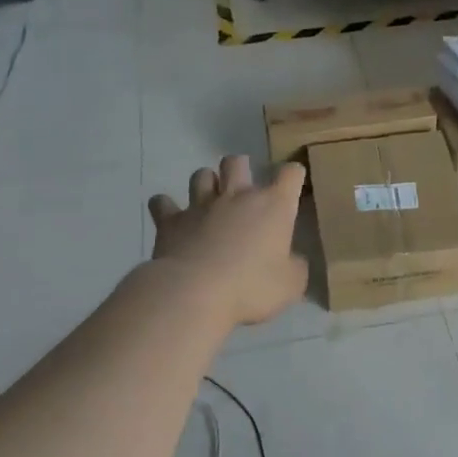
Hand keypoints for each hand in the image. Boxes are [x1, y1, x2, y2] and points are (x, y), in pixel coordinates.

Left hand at [149, 156, 307, 325]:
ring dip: (206, 183)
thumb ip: (295, 267)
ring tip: (209, 199)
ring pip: (201, 175)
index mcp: (273, 206)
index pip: (290, 175)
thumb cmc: (251, 287)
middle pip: (237, 162)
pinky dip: (166, 206)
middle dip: (240, 168)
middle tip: (242, 186)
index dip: (293, 175)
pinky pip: (162, 203)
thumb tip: (293, 261)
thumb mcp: (291, 284)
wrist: (194, 293)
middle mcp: (237, 196)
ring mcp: (200, 205)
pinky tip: (170, 216)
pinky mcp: (170, 221)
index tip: (293, 183)